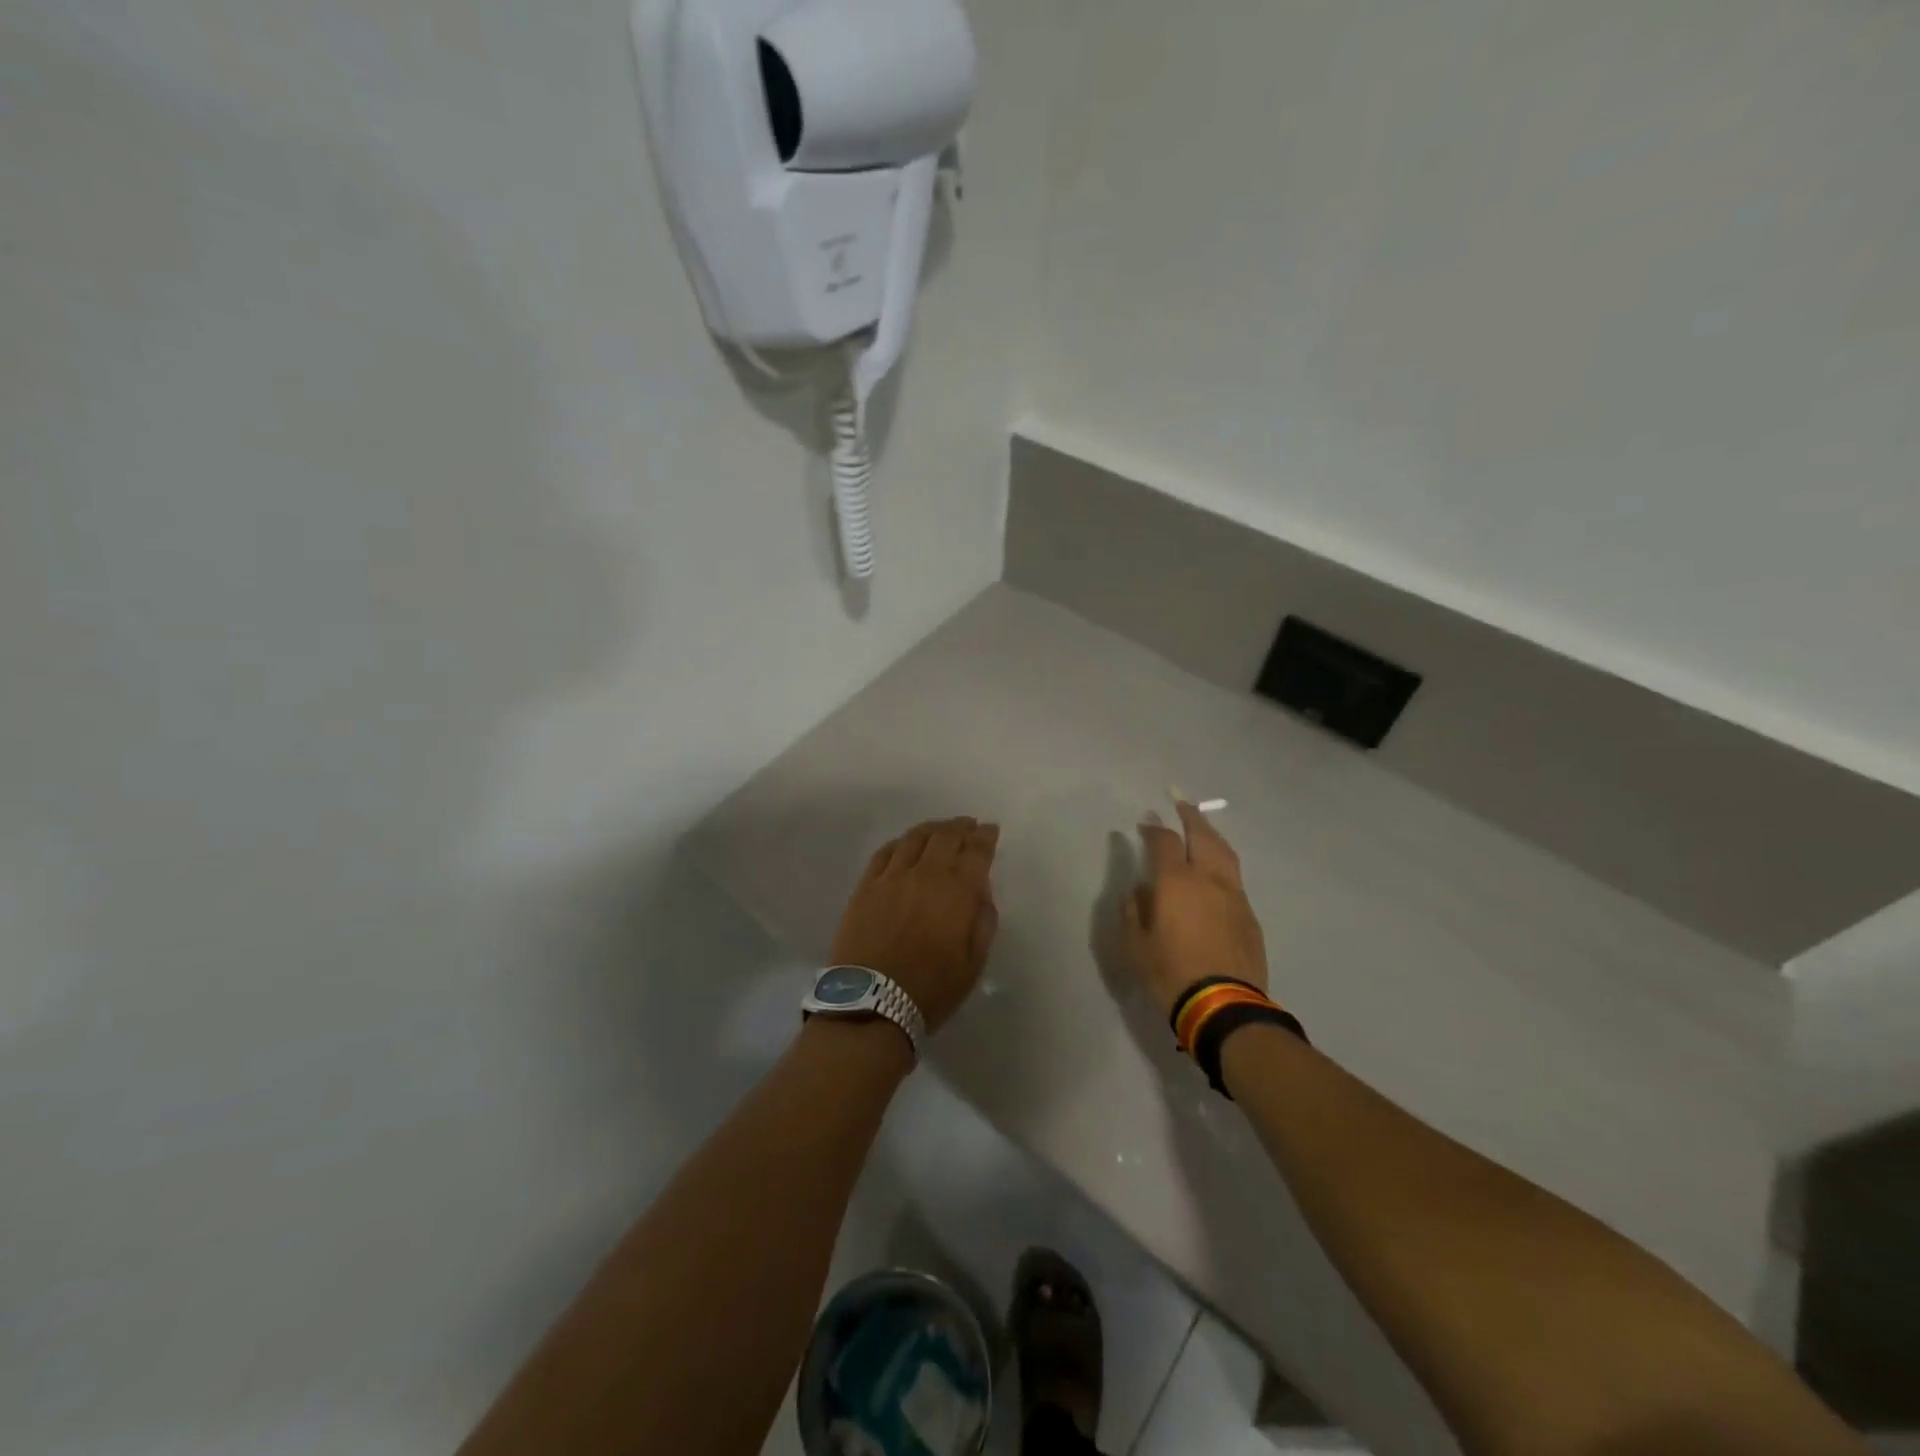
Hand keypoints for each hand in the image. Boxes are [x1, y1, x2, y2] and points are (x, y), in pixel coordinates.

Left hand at [830, 817, 999, 1034]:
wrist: (871, 1003)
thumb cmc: (930, 989)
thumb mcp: (974, 963)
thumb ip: (983, 920)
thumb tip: (980, 891)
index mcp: (957, 891)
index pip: (976, 851)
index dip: (985, 837)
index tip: (990, 830)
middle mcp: (925, 874)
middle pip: (945, 836)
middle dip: (961, 827)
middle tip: (969, 826)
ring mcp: (891, 877)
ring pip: (914, 838)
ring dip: (932, 829)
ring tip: (940, 829)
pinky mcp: (866, 886)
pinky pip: (885, 852)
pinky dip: (900, 842)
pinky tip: (905, 845)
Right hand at [1123, 801, 1268, 1018]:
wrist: (1223, 1007)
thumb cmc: (1170, 974)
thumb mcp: (1135, 945)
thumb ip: (1133, 911)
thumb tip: (1138, 891)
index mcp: (1176, 882)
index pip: (1163, 841)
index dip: (1153, 828)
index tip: (1144, 824)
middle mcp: (1208, 879)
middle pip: (1202, 835)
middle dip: (1190, 816)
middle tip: (1180, 803)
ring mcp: (1234, 895)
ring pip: (1225, 852)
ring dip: (1211, 835)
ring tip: (1202, 828)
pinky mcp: (1249, 915)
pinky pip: (1234, 877)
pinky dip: (1222, 862)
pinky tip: (1216, 871)